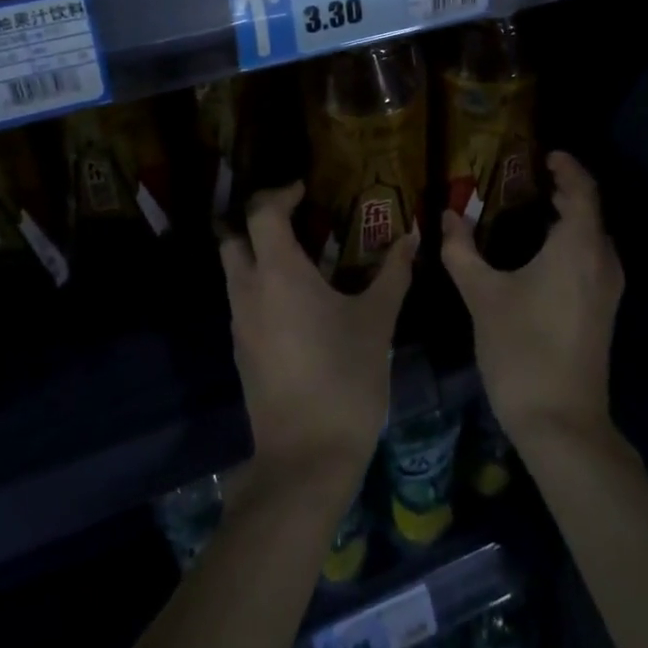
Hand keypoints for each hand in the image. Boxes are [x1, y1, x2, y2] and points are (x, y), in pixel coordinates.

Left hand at [221, 182, 416, 494]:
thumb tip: (412, 237)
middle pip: (234, 237)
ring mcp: (240, 323)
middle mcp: (249, 290)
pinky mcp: (242, 351)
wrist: (306, 457)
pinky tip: (296, 302)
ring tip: (302, 257)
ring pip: (235, 270)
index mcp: (279, 273)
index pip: (263, 212)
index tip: (305, 190)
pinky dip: (261, 286)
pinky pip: (243, 301)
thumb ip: (393, 273)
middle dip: (258, 220)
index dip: (281, 193)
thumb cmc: (345, 378)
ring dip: (258, 253)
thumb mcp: (377, 321)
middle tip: (296, 219)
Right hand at [440, 152, 623, 450]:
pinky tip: (541, 250)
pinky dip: (572, 240)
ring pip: (593, 236)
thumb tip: (446, 216)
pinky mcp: (604, 310)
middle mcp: (602, 261)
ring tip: (531, 207)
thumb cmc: (521, 349)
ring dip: (570, 216)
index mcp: (578, 247)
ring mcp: (608, 288)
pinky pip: (592, 257)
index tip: (543, 154)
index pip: (582, 190)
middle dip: (564, 189)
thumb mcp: (482, 295)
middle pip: (591, 210)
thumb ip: (462, 251)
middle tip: (527, 177)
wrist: (561, 422)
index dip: (567, 167)